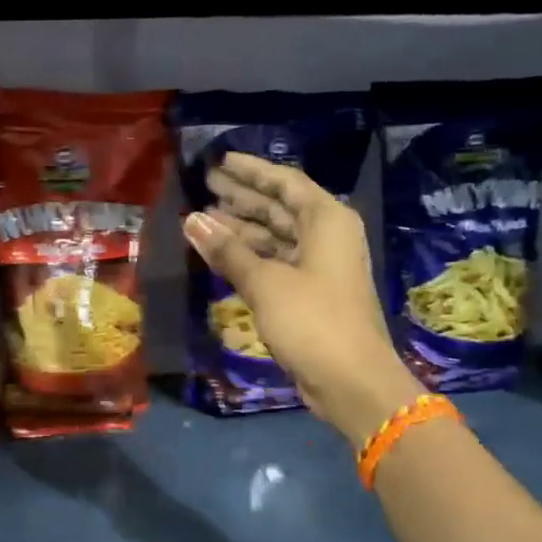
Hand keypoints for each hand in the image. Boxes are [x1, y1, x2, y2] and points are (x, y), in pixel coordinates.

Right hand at [184, 151, 420, 445]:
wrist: (351, 380)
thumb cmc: (312, 320)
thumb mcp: (265, 282)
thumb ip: (227, 250)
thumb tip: (191, 219)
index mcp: (327, 220)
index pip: (284, 182)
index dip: (251, 170)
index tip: (220, 161)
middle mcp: (326, 236)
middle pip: (279, 207)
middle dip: (242, 196)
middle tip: (204, 184)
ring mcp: (319, 266)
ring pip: (275, 236)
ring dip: (241, 228)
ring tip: (202, 218)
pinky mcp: (310, 293)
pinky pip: (275, 261)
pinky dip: (249, 256)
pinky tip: (220, 252)